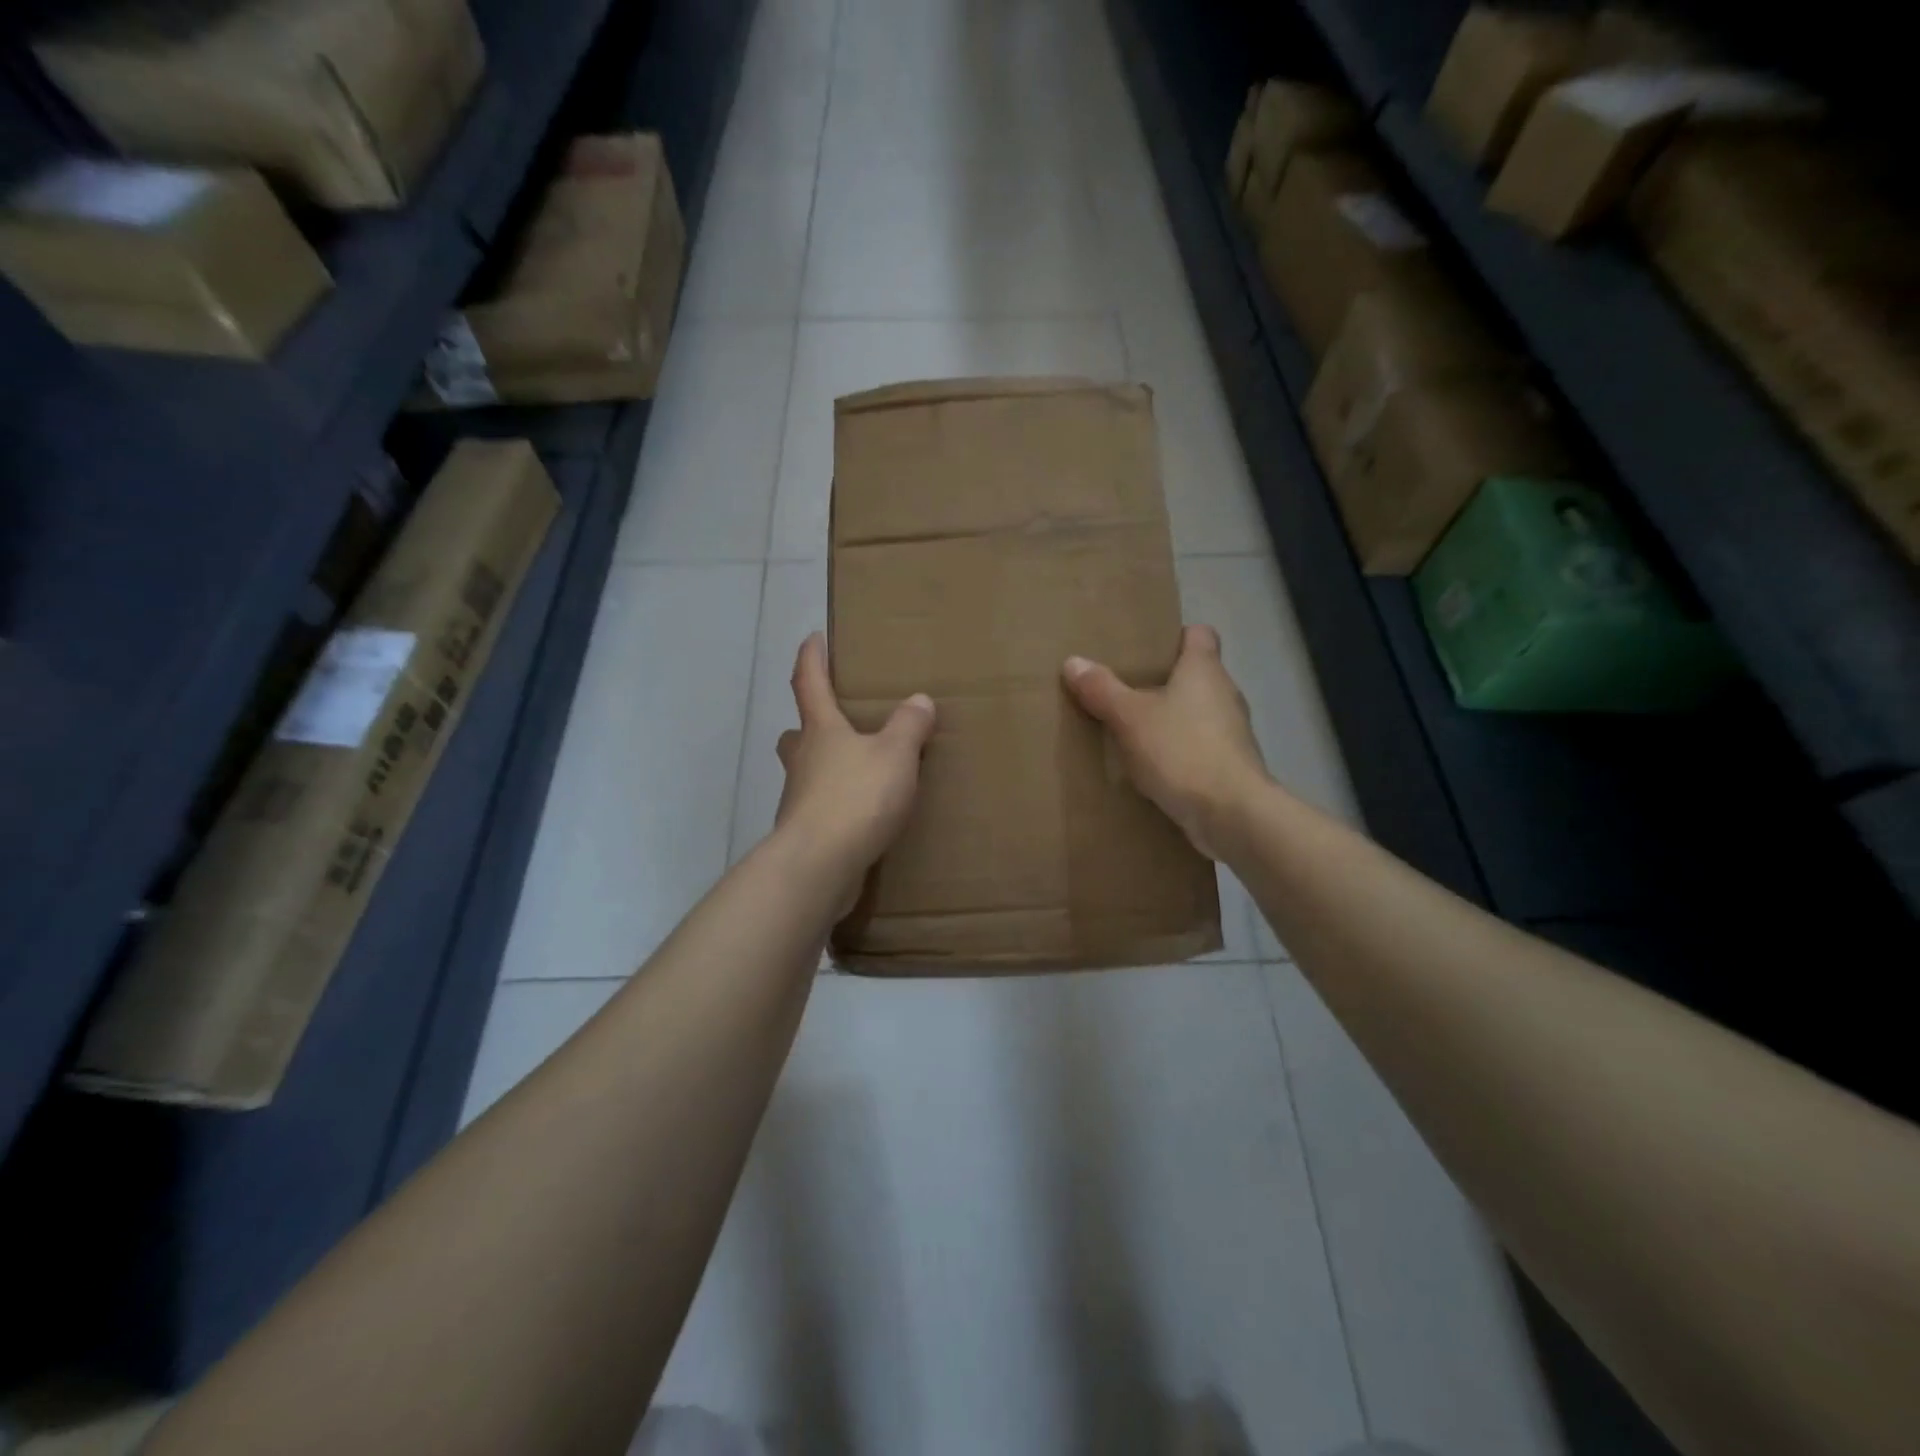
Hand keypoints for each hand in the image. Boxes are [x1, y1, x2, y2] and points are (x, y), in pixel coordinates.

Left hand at [775, 633, 935, 902]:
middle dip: (811, 722)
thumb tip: (918, 700)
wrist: (819, 865)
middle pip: (798, 732)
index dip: (812, 657)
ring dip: (825, 766)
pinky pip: (819, 807)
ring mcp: (798, 798)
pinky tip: (861, 814)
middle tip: (835, 720)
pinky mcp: (804, 832)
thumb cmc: (856, 797)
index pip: (809, 682)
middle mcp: (803, 759)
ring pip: (807, 771)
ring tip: (859, 770)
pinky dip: (836, 804)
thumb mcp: (895, 755)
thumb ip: (908, 726)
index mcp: (821, 730)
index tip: (814, 637)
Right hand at [1061, 625, 1267, 859]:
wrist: (1230, 813)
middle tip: (1125, 689)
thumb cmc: (1181, 750)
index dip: (1174, 636)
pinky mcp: (1230, 766)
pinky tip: (1152, 765)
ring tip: (1133, 729)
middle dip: (1163, 681)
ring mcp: (1232, 732)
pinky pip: (1199, 747)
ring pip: (1197, 713)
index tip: (1145, 648)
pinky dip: (1178, 751)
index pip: (1200, 634)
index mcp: (1204, 670)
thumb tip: (1073, 661)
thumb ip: (1102, 689)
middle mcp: (1225, 694)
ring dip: (1171, 719)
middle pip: (1196, 675)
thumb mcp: (1129, 717)